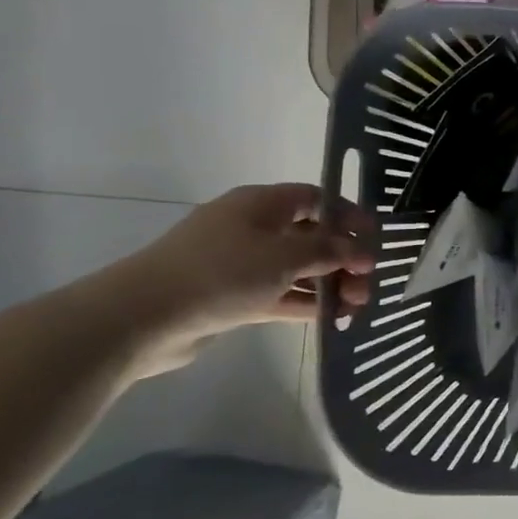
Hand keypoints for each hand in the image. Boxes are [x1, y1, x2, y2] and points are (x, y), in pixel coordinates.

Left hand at [99, 184, 373, 373]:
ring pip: (298, 269)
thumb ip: (330, 251)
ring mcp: (241, 264)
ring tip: (355, 308)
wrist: (143, 317)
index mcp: (261, 205)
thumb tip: (362, 251)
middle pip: (311, 236)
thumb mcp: (285, 255)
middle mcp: (252, 228)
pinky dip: (306, 303)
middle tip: (366, 284)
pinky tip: (331, 319)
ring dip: (329, 284)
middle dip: (344, 258)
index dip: (348, 215)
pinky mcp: (233, 297)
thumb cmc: (221, 271)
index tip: (374, 239)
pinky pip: (280, 294)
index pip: (315, 199)